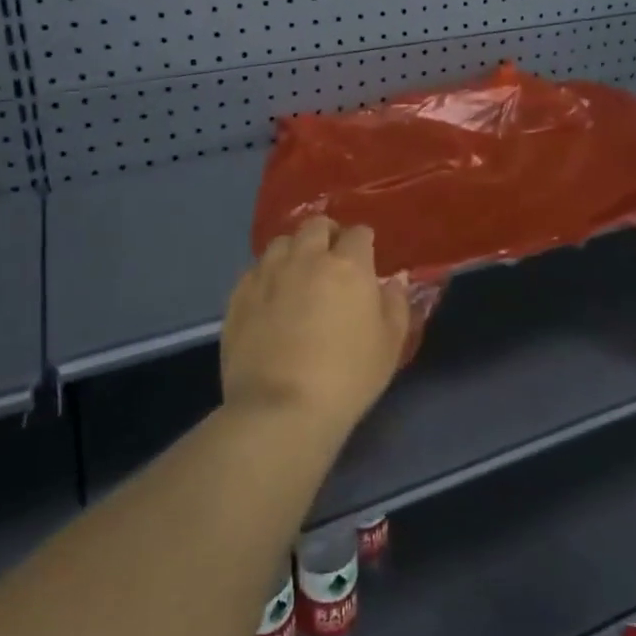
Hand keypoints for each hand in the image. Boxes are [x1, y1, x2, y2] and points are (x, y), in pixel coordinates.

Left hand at [222, 216, 411, 440]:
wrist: (280, 409)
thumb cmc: (347, 378)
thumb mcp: (389, 345)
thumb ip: (396, 304)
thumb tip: (396, 279)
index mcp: (348, 265)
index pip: (359, 233)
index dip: (364, 242)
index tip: (366, 258)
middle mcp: (307, 258)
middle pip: (316, 226)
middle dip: (327, 234)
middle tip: (332, 257)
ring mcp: (268, 274)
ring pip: (281, 242)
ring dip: (294, 250)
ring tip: (298, 272)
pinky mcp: (239, 295)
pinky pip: (255, 270)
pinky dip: (267, 275)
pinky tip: (270, 296)